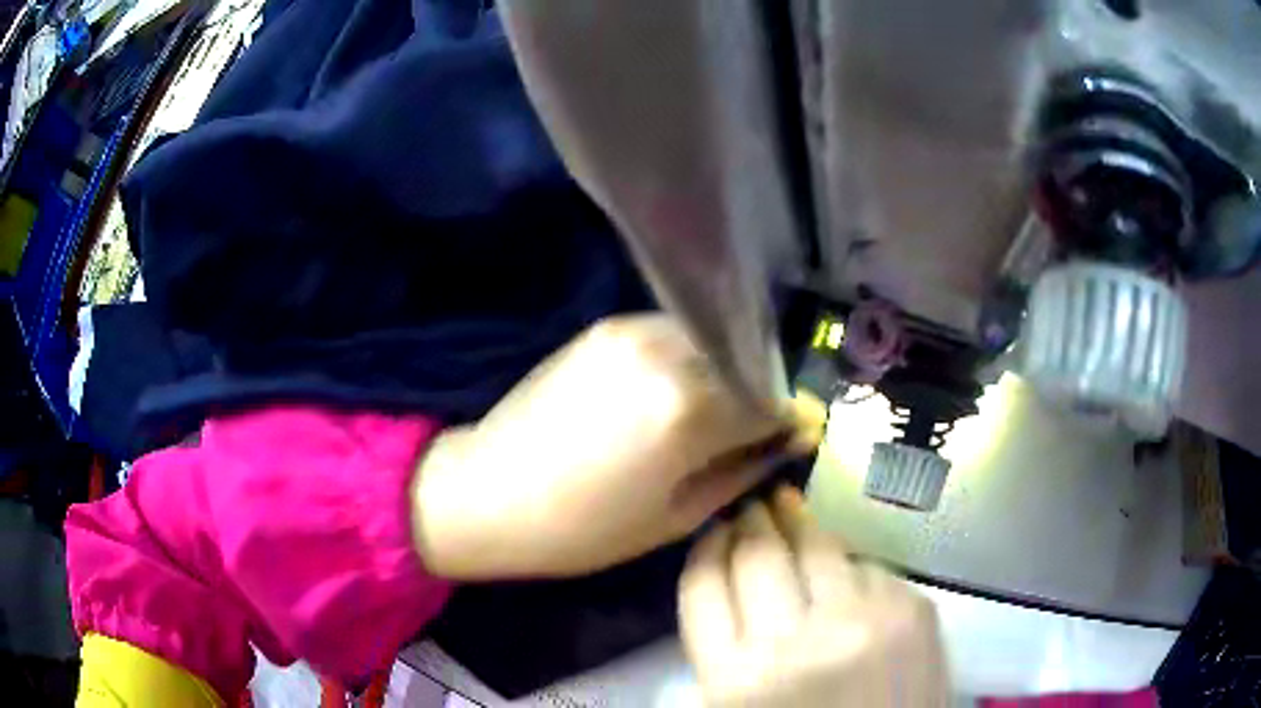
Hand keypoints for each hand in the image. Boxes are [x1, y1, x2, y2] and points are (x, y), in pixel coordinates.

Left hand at [410, 314, 825, 578]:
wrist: (488, 491)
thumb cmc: (584, 528)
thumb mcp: (678, 515)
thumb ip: (744, 468)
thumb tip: (791, 440)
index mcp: (690, 411)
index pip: (772, 400)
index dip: (789, 420)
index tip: (792, 436)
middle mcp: (669, 354)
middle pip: (747, 363)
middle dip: (760, 394)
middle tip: (752, 428)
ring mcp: (635, 331)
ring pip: (713, 342)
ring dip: (726, 372)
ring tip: (710, 411)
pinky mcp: (608, 325)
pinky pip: (675, 334)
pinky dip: (690, 359)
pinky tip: (673, 392)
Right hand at [680, 488, 948, 706]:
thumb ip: (721, 653)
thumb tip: (726, 579)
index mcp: (734, 680)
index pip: (704, 586)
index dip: (707, 546)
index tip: (715, 527)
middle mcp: (794, 644)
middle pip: (759, 555)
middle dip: (750, 520)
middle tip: (751, 504)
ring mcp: (862, 622)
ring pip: (819, 547)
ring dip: (799, 522)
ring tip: (789, 505)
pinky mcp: (913, 611)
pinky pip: (869, 566)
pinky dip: (850, 565)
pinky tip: (844, 567)